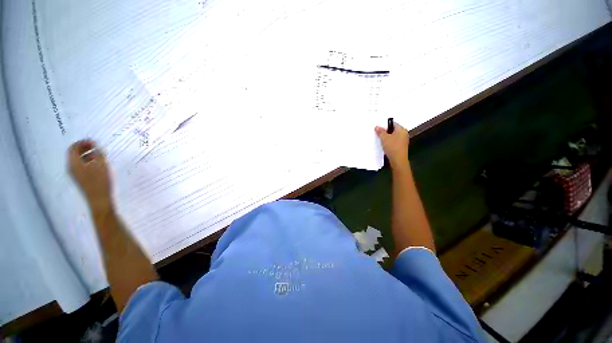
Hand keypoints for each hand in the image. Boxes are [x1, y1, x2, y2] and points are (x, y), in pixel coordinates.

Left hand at [68, 140, 111, 209]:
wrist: (99, 199)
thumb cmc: (99, 181)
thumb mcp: (101, 165)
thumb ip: (98, 154)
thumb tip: (95, 148)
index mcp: (74, 163)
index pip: (73, 148)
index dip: (82, 143)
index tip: (92, 141)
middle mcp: (71, 167)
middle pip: (74, 154)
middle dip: (83, 148)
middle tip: (95, 146)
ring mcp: (76, 174)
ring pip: (78, 160)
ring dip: (87, 155)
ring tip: (98, 154)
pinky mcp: (81, 179)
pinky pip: (81, 166)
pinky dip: (88, 161)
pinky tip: (97, 164)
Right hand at [375, 122, 409, 170]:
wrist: (398, 160)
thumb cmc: (392, 147)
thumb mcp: (384, 138)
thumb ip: (380, 131)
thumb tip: (377, 126)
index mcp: (402, 130)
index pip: (393, 123)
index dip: (385, 125)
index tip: (378, 128)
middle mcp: (404, 134)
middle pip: (393, 130)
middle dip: (385, 132)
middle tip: (378, 134)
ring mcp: (403, 141)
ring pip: (393, 136)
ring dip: (387, 138)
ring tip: (380, 140)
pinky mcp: (401, 147)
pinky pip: (394, 142)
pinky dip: (389, 142)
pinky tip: (384, 145)